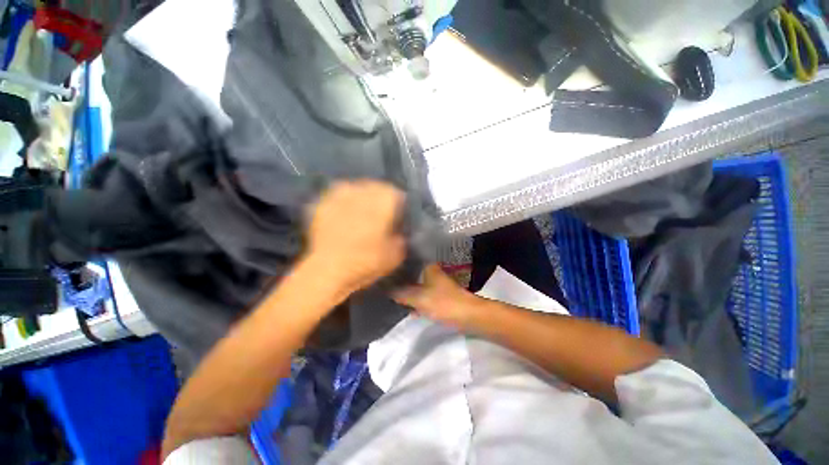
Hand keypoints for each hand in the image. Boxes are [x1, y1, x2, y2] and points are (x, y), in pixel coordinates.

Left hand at [304, 180, 406, 294]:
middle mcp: (362, 193)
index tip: (396, 215)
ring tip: (360, 209)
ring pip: (354, 187)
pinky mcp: (322, 205)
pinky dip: (341, 202)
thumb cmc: (367, 261)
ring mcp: (339, 197)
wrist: (329, 270)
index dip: (398, 204)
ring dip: (359, 195)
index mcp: (383, 202)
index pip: (396, 192)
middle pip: (375, 186)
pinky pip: (335, 196)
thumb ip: (401, 238)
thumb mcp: (396, 255)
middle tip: (379, 212)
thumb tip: (398, 231)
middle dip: (379, 197)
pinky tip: (341, 212)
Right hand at [393, 264, 479, 328]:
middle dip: (401, 280)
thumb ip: (402, 294)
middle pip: (412, 273)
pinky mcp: (440, 295)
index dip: (397, 265)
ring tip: (393, 295)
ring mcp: (437, 284)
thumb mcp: (419, 299)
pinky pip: (423, 295)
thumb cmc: (444, 303)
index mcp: (428, 267)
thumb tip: (387, 290)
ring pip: (417, 285)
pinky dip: (416, 300)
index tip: (385, 269)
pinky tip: (408, 306)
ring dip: (408, 291)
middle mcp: (433, 272)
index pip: (409, 261)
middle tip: (386, 284)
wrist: (469, 316)